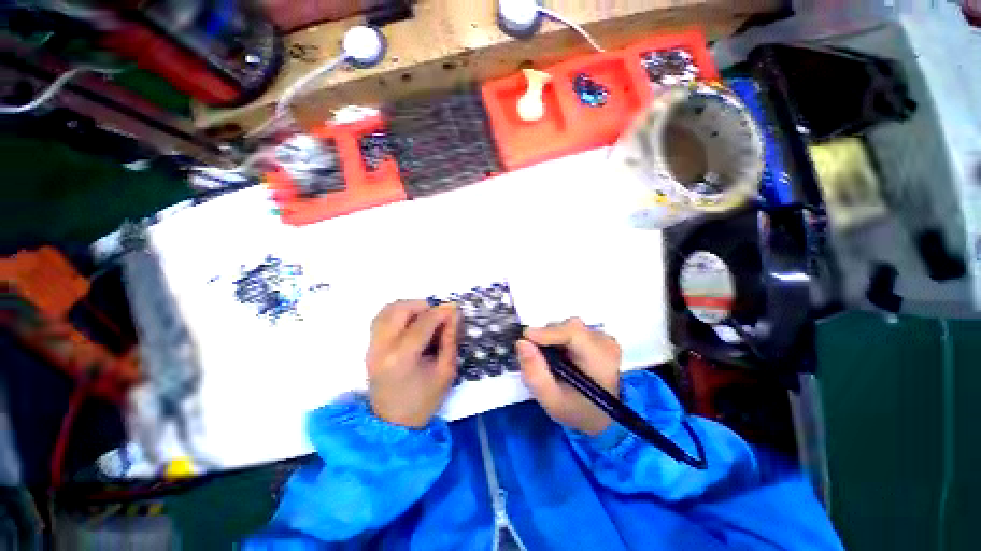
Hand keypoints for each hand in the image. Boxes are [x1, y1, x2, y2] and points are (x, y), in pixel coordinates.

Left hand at [366, 300, 458, 428]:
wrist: (394, 423)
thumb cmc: (424, 400)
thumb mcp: (446, 371)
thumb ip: (450, 339)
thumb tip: (453, 314)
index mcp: (402, 358)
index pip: (422, 323)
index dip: (441, 312)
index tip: (454, 308)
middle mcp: (381, 348)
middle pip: (399, 310)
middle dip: (422, 306)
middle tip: (438, 315)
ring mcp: (372, 346)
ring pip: (387, 310)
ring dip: (409, 307)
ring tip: (424, 318)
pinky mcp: (369, 347)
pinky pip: (381, 318)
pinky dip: (398, 314)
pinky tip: (411, 324)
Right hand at [516, 318, 621, 435]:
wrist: (603, 416)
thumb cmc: (577, 410)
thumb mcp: (551, 400)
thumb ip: (534, 373)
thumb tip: (522, 343)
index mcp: (600, 360)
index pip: (573, 334)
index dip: (547, 332)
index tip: (525, 338)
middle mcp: (606, 343)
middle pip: (569, 327)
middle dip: (547, 337)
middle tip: (537, 356)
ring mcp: (605, 338)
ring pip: (569, 326)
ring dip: (554, 339)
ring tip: (551, 360)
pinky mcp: (600, 337)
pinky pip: (573, 329)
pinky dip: (561, 339)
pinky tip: (561, 356)